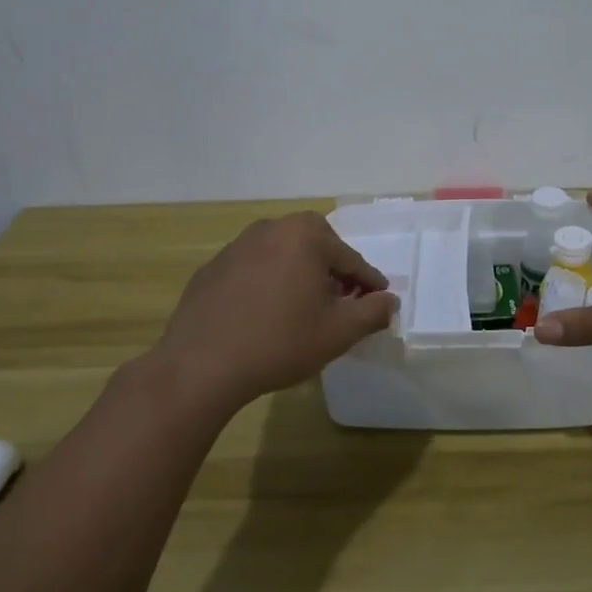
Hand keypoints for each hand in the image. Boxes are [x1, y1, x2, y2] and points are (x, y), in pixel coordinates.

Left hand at [155, 211, 398, 411]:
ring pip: (283, 256)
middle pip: (316, 249)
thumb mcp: (338, 332)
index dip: (368, 284)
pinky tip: (264, 316)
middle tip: (340, 304)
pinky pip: (253, 270)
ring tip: (302, 311)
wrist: (201, 364)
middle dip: (332, 274)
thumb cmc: (280, 341)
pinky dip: (267, 285)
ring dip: (299, 276)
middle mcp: (272, 228)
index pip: (350, 259)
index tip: (377, 302)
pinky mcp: (213, 267)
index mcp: (306, 234)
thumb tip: (390, 301)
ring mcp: (237, 245)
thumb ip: (372, 312)